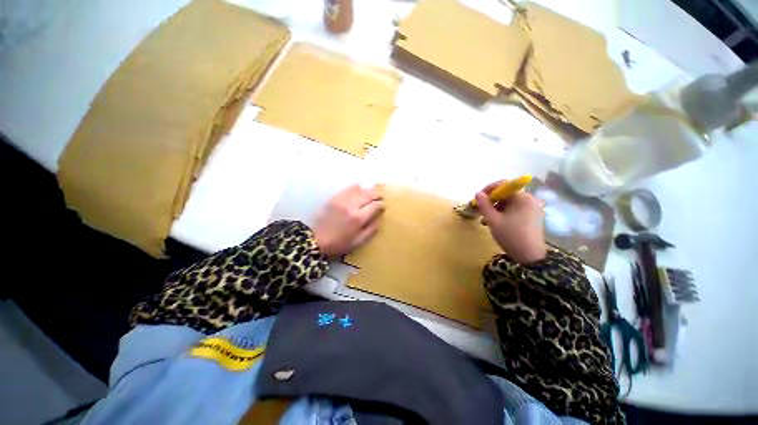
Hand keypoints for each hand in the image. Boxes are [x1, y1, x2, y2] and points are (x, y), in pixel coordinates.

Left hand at [313, 185, 383, 255]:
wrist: (316, 240)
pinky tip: (358, 189)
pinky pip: (348, 188)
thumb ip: (371, 230)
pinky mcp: (334, 198)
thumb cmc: (339, 243)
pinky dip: (355, 187)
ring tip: (371, 193)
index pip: (375, 205)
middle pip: (369, 194)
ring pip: (359, 189)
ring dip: (368, 190)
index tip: (383, 206)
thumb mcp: (358, 242)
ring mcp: (342, 200)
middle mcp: (352, 206)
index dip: (381, 204)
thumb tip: (379, 219)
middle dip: (377, 194)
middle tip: (380, 197)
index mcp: (358, 218)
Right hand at [475, 181, 545, 263]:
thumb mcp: (493, 220)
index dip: (489, 188)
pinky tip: (496, 222)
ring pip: (510, 202)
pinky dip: (504, 212)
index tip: (479, 197)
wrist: (530, 256)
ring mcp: (533, 208)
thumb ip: (484, 205)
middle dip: (492, 200)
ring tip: (486, 219)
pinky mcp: (533, 216)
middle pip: (507, 193)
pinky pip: (515, 208)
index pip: (505, 184)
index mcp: (523, 198)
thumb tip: (478, 193)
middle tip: (481, 210)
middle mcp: (530, 199)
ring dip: (496, 208)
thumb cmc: (510, 236)